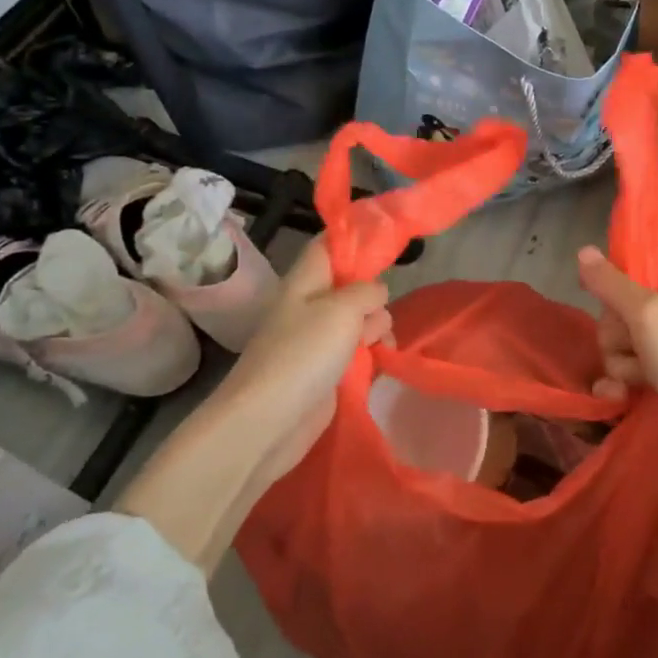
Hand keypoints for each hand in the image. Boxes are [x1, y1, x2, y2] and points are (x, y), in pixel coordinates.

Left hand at [208, 236, 392, 486]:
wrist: (270, 421)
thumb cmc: (303, 355)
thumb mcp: (342, 309)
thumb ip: (366, 292)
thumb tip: (376, 294)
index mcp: (305, 282)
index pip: (328, 245)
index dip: (355, 236)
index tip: (388, 238)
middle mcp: (311, 306)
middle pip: (351, 285)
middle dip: (374, 294)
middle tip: (375, 312)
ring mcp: (318, 340)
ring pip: (360, 320)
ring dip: (378, 327)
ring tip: (379, 345)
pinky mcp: (328, 371)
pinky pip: (358, 351)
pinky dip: (373, 353)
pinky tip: (380, 362)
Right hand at [576, 245, 657, 487]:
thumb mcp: (648, 313)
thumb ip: (612, 284)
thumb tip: (583, 250)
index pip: (636, 270)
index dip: (616, 281)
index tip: (602, 295)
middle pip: (617, 312)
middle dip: (613, 332)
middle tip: (631, 345)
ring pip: (615, 347)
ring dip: (615, 365)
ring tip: (633, 381)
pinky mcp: (654, 388)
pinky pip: (619, 377)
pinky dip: (615, 388)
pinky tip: (619, 399)